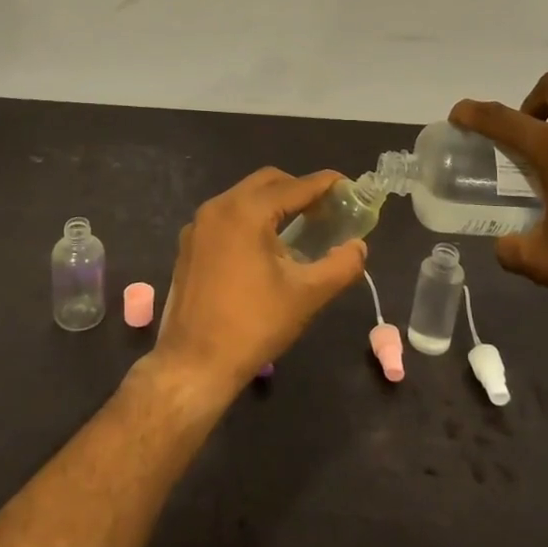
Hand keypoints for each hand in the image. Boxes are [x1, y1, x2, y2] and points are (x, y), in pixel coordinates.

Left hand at [152, 168, 369, 399]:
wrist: (194, 363)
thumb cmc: (254, 325)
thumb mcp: (307, 295)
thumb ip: (341, 265)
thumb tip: (358, 246)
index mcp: (245, 211)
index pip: (294, 186)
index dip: (325, 184)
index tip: (348, 186)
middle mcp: (218, 207)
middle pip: (266, 182)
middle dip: (298, 190)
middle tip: (326, 210)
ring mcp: (198, 225)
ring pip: (243, 198)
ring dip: (273, 205)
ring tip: (300, 229)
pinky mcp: (189, 245)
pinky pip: (226, 218)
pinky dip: (250, 220)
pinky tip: (266, 249)